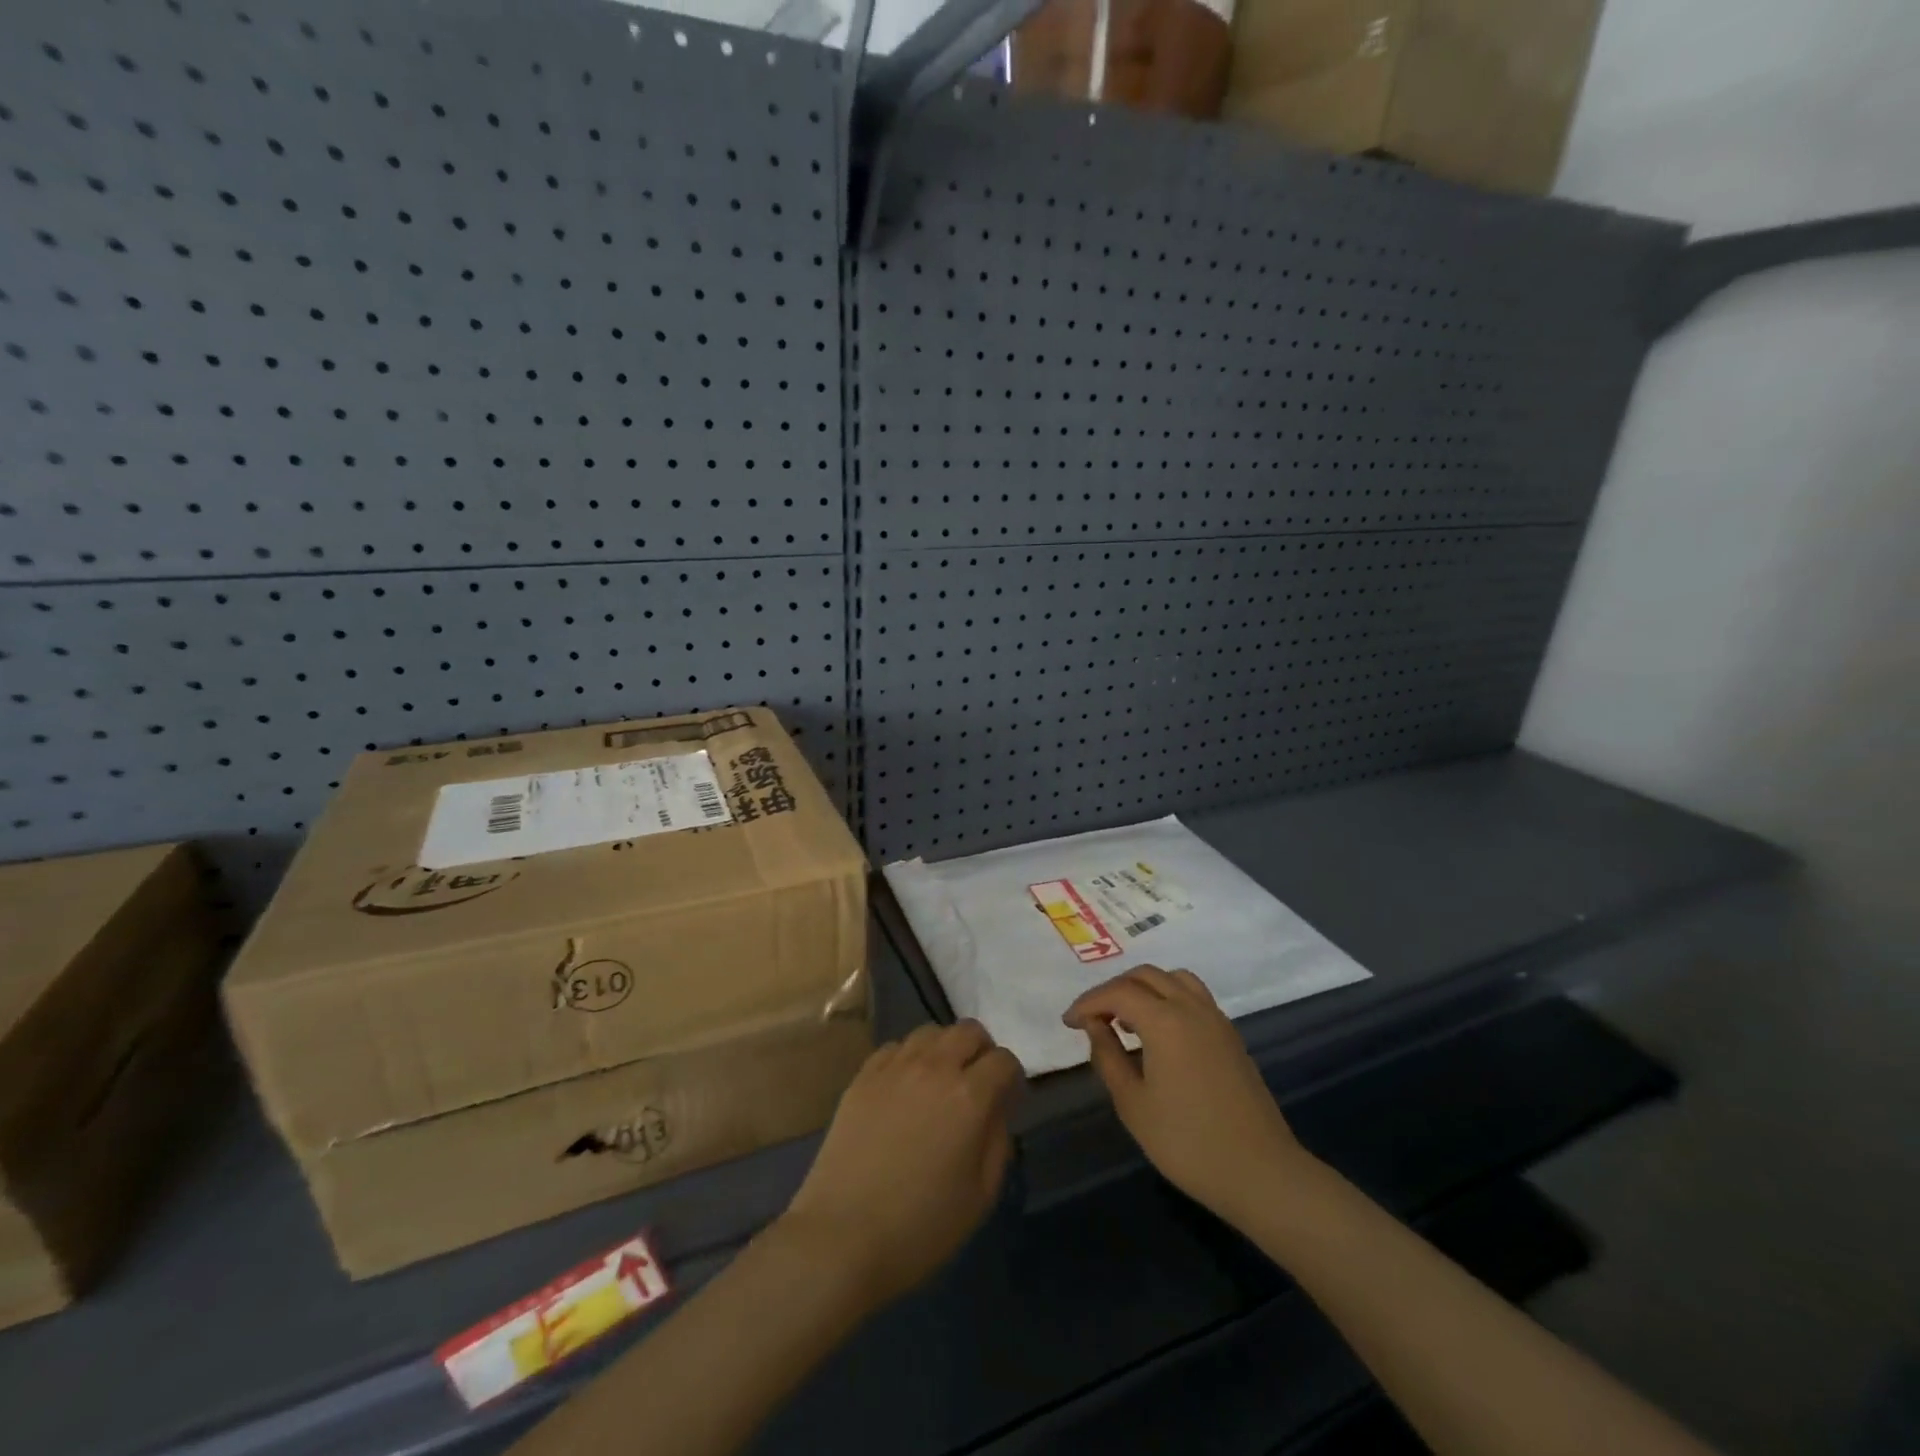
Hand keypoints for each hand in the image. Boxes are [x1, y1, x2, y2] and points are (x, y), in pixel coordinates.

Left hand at [777, 1020, 1023, 1310]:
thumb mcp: (981, 1195)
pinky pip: (895, 1047)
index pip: (1004, 1060)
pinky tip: (904, 1088)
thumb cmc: (920, 1226)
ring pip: (930, 1031)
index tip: (1008, 1101)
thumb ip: (998, 1141)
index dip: (1012, 1078)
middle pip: (969, 1030)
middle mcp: (934, 1067)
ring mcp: (894, 1067)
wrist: (841, 1236)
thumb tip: (996, 1109)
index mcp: (969, 1096)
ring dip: (945, 1049)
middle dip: (982, 1051)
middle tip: (977, 1084)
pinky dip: (909, 1058)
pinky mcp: (863, 1076)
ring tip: (940, 1082)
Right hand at [1063, 965, 1313, 1225]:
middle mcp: (1191, 1007)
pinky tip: (1158, 1033)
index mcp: (1165, 1020)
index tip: (1068, 1022)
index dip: (1088, 1002)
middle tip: (1093, 1018)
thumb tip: (1095, 1027)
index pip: (1117, 992)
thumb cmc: (1188, 1143)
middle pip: (1146, 976)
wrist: (1261, 1173)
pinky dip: (1168, 998)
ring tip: (1126, 1019)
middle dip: (1113, 990)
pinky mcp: (1230, 1035)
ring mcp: (1216, 1019)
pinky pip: (1193, 996)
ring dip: (1144, 989)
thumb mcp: (1133, 1105)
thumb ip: (1108, 1057)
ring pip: (1173, 979)